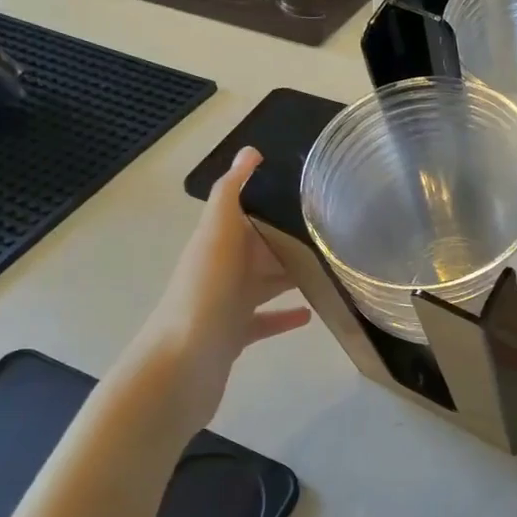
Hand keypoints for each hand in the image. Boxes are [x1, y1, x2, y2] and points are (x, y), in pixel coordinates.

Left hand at [136, 148, 309, 430]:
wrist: (182, 365)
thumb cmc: (204, 293)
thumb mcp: (217, 234)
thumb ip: (231, 194)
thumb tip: (250, 151)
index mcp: (216, 241)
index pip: (247, 213)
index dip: (274, 201)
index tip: (314, 193)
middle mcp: (220, 269)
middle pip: (260, 248)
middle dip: (290, 239)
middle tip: (335, 234)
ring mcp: (227, 304)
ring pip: (264, 283)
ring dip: (291, 275)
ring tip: (331, 270)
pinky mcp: (235, 335)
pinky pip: (264, 320)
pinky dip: (285, 316)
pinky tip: (311, 313)